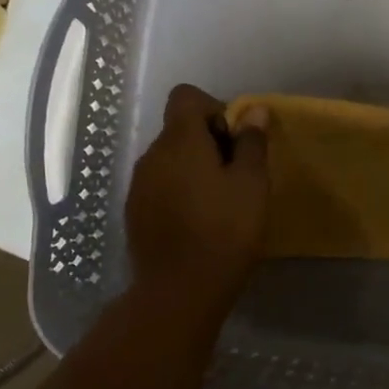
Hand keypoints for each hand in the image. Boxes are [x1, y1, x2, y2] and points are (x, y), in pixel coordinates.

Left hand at [125, 84, 269, 314]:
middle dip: (208, 142)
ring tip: (218, 203)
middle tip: (236, 177)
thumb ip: (251, 143)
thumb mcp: (251, 185)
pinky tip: (197, 223)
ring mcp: (138, 186)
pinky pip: (159, 187)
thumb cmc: (224, 232)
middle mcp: (151, 155)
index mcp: (179, 141)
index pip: (186, 96)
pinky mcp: (134, 213)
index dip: (214, 108)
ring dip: (193, 169)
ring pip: (169, 160)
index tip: (234, 141)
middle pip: (178, 129)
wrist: (179, 291)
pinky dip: (178, 193)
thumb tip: (255, 110)